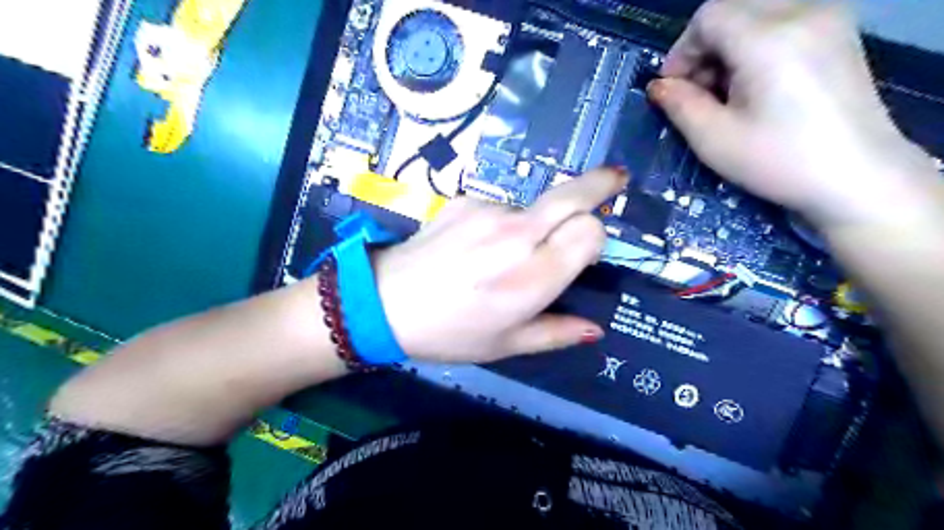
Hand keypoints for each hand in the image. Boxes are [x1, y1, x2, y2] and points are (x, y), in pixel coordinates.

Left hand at [375, 168, 624, 363]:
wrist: (383, 302)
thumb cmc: (449, 332)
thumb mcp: (505, 345)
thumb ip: (556, 333)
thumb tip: (595, 329)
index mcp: (532, 278)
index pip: (590, 231)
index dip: (595, 237)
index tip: (586, 251)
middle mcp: (516, 236)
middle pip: (573, 195)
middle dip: (599, 184)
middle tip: (616, 179)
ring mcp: (488, 211)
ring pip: (535, 206)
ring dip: (535, 224)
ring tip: (501, 255)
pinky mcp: (465, 200)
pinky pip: (502, 207)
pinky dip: (503, 223)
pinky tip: (475, 246)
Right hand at [654, 0, 939, 231]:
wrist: (857, 175)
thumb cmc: (778, 160)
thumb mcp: (714, 139)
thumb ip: (679, 104)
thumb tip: (658, 86)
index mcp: (767, 38)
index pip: (708, 16)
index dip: (681, 51)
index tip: (674, 89)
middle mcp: (802, 13)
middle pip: (732, 10)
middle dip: (704, 49)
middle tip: (699, 93)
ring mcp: (828, 19)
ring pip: (755, 14)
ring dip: (729, 48)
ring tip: (727, 92)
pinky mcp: (839, 33)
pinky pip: (782, 22)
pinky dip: (756, 46)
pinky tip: (756, 84)